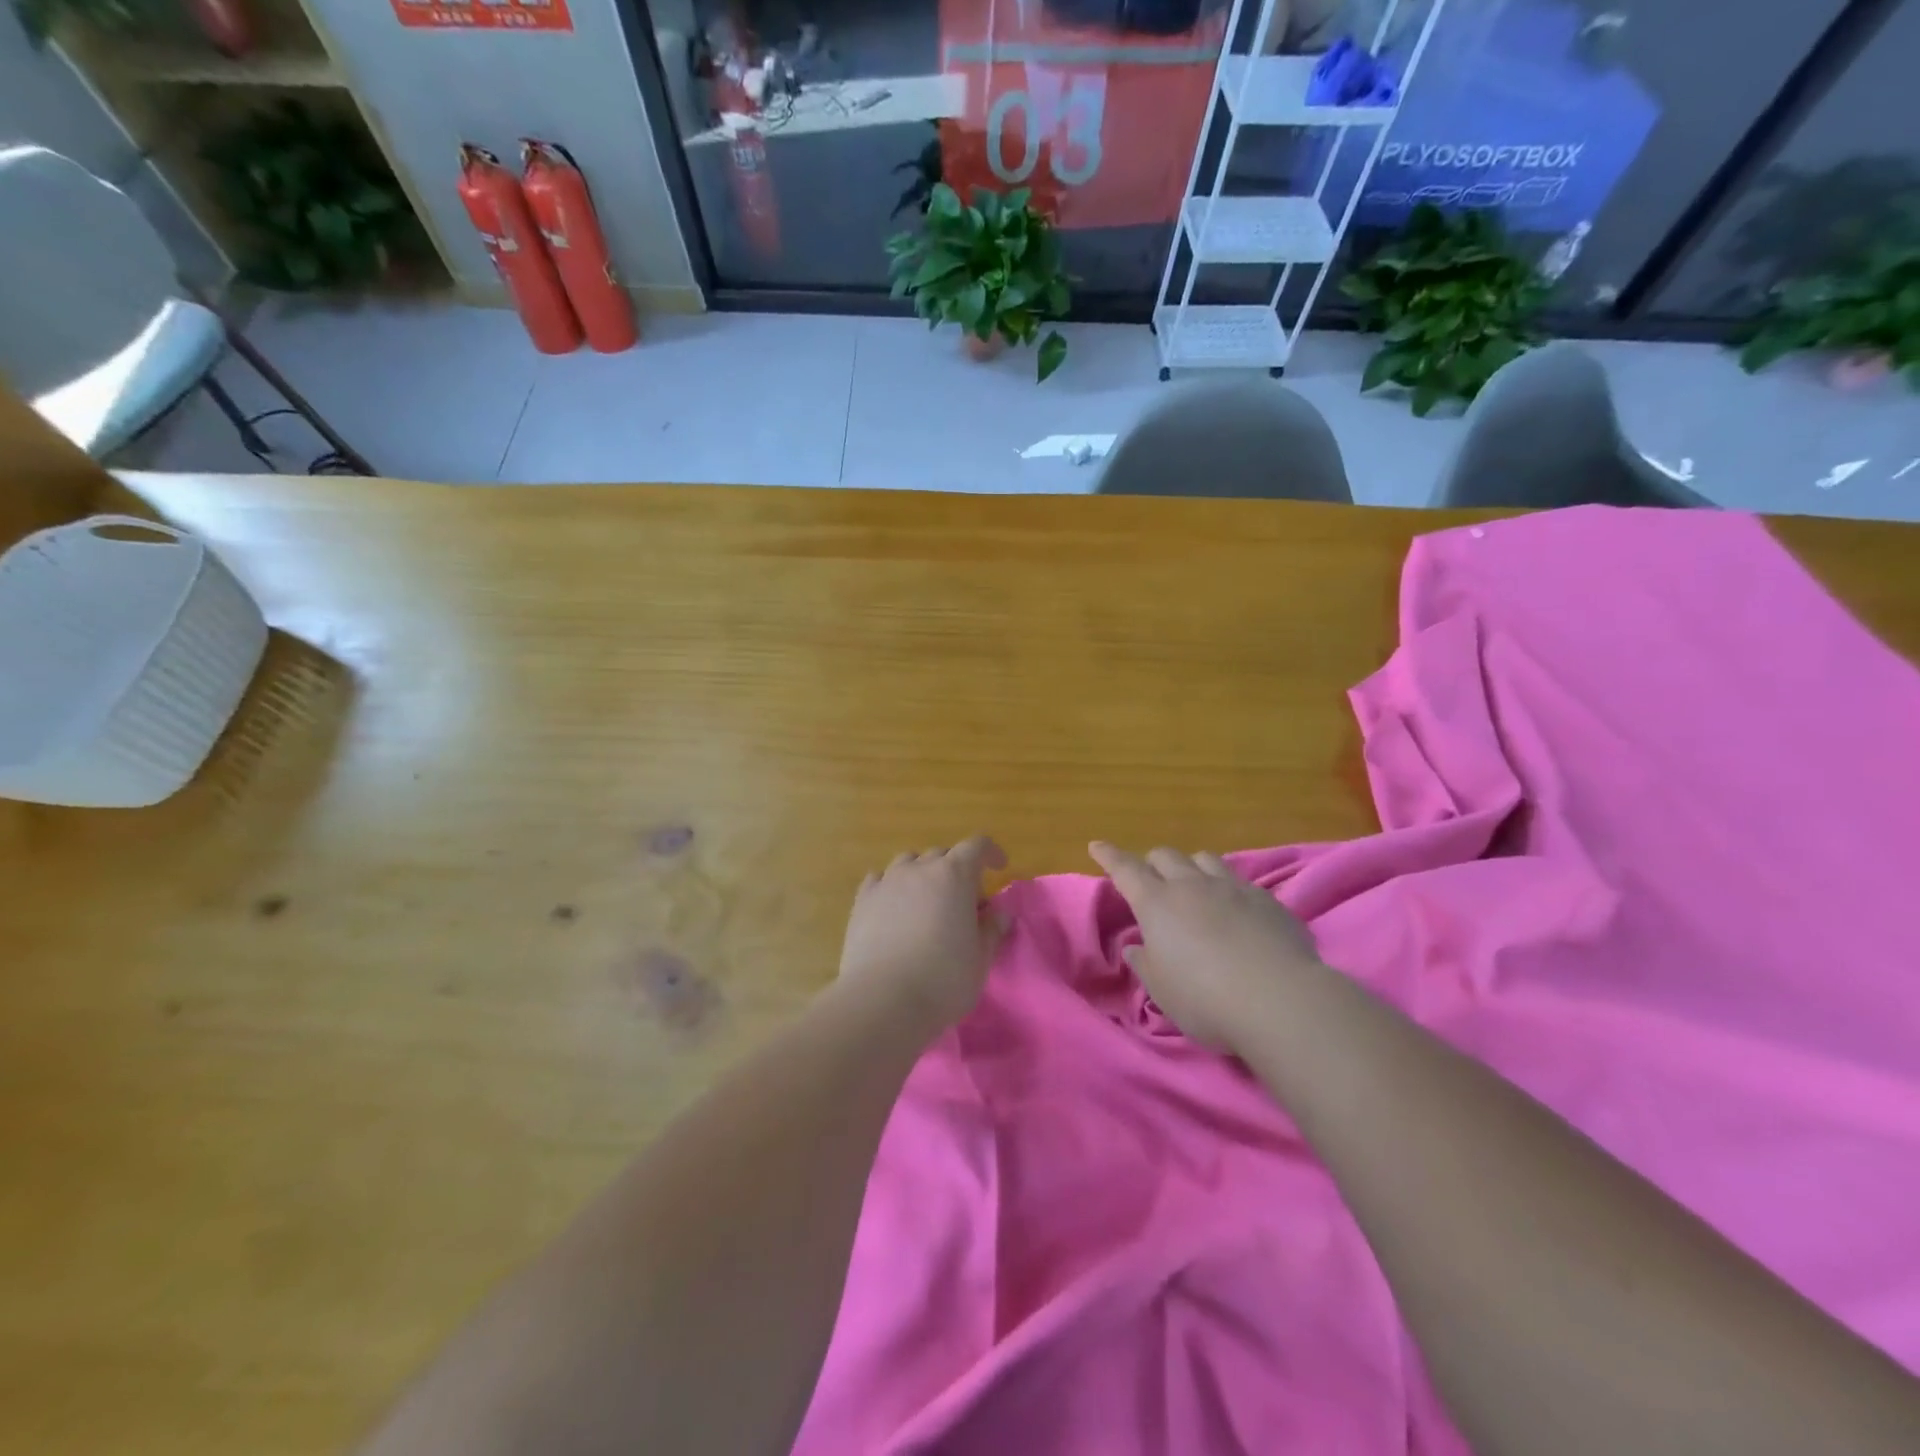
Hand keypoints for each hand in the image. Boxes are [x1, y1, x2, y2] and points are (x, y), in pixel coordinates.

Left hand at [839, 836, 1008, 1033]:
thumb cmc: (943, 980)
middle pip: (942, 854)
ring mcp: (887, 882)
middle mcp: (919, 869)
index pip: (976, 847)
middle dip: (957, 871)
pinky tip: (893, 907)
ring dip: (923, 874)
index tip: (998, 868)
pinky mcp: (862, 901)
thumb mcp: (981, 960)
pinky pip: (879, 879)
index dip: (990, 853)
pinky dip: (891, 886)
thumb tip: (999, 914)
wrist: (883, 1000)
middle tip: (964, 903)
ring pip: (908, 862)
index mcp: (954, 876)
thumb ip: (992, 931)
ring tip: (926, 902)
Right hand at [1089, 841, 1321, 1051]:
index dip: (1109, 856)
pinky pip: (1239, 879)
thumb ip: (1146, 963)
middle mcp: (1191, 886)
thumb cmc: (1206, 1000)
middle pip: (1165, 856)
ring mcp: (1232, 888)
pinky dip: (1226, 887)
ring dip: (1191, 867)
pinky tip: (1234, 908)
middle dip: (1152, 862)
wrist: (1280, 1000)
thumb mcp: (1162, 991)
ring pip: (1204, 858)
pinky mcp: (1266, 899)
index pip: (1125, 870)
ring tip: (1193, 885)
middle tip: (1150, 880)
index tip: (1097, 845)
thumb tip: (1136, 947)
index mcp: (1157, 904)